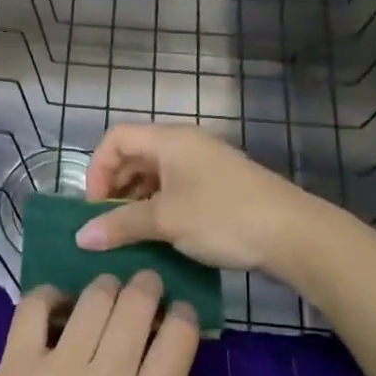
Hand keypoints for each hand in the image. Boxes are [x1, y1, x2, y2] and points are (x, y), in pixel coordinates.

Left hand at [0, 273, 252, 375]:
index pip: (178, 334)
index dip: (184, 314)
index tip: (178, 316)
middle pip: (136, 304)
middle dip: (148, 287)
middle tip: (146, 291)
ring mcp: (56, 370)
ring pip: (92, 299)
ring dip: (106, 287)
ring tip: (108, 296)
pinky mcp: (16, 365)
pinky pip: (33, 307)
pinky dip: (50, 294)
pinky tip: (61, 305)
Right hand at [76, 123, 319, 272]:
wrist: (294, 235)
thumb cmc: (223, 218)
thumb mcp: (166, 221)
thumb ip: (120, 225)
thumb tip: (80, 237)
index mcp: (170, 140)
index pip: (116, 138)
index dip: (97, 169)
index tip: (95, 207)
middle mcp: (186, 145)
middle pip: (135, 155)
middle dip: (115, 188)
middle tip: (109, 224)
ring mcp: (206, 165)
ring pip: (156, 175)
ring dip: (136, 201)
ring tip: (131, 234)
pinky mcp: (220, 187)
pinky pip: (176, 189)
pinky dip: (159, 207)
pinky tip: (160, 236)